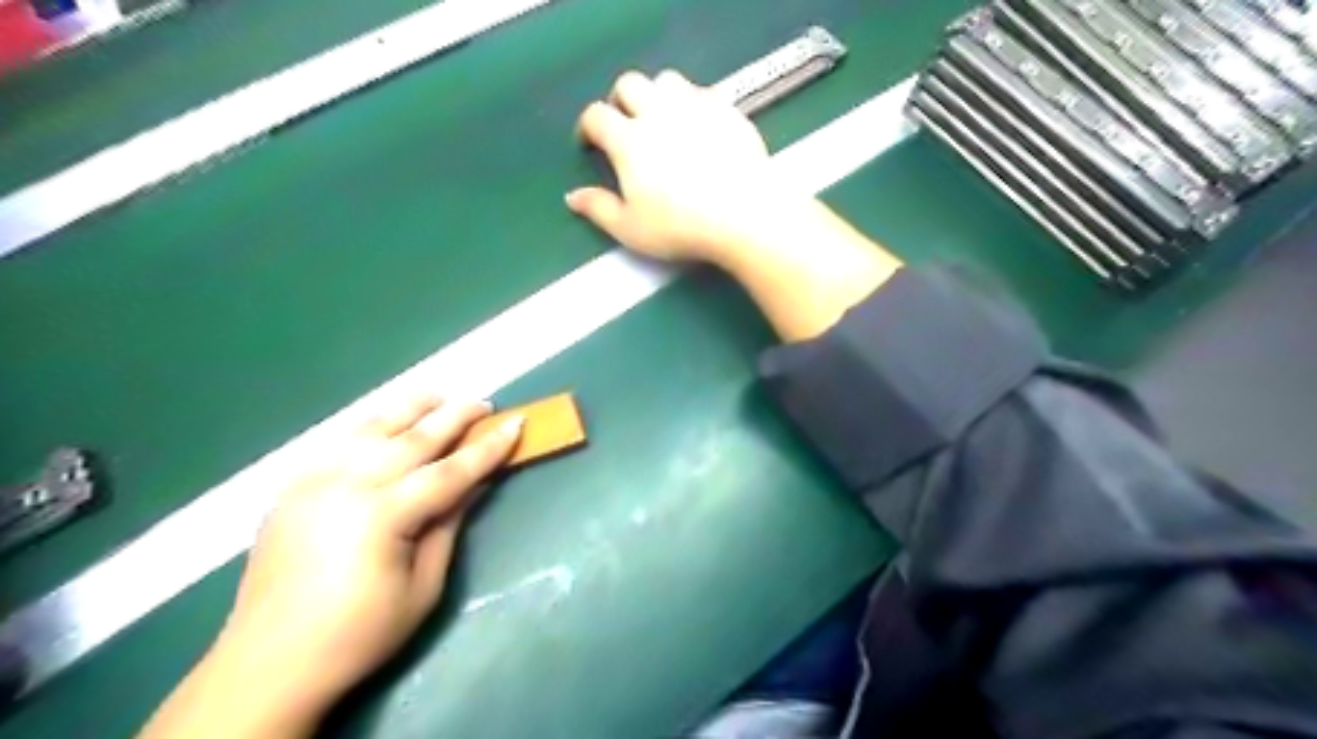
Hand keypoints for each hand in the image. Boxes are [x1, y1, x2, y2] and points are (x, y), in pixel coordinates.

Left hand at [136, 396, 519, 735]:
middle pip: (412, 438)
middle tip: (485, 403)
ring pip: (371, 428)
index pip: (449, 471)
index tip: (516, 423)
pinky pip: (340, 443)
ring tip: (438, 396)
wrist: (267, 665)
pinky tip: (388, 423)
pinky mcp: (293, 488)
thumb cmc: (358, 634)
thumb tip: (474, 483)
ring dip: (410, 408)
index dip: (487, 448)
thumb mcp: (423, 586)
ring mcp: (313, 481)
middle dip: (454, 417)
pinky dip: (372, 426)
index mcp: (381, 515)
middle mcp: (345, 485)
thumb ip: (448, 525)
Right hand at [575, 65, 904, 340]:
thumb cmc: (682, 228)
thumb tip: (572, 197)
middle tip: (626, 128)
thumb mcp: (631, 229)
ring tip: (662, 122)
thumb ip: (598, 209)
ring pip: (667, 80)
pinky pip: (703, 93)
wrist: (745, 215)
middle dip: (620, 101)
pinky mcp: (727, 110)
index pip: (596, 115)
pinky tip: (698, 129)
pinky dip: (692, 104)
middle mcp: (659, 113)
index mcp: (629, 140)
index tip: (590, 143)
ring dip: (657, 96)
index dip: (588, 127)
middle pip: (629, 84)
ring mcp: (696, 106)